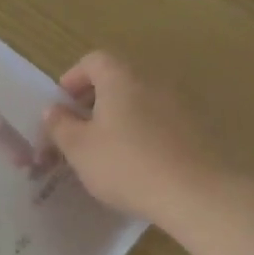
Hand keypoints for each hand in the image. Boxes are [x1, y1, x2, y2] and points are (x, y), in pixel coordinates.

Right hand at [43, 51, 212, 225]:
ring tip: (108, 149)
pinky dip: (145, 132)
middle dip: (95, 100)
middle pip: (118, 78)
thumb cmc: (127, 165)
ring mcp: (180, 103)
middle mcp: (153, 80)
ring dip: (121, 117)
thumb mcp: (79, 149)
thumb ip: (61, 125)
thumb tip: (54, 109)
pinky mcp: (199, 127)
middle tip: (80, 130)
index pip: (93, 60)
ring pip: (141, 100)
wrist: (198, 194)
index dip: (73, 79)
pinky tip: (139, 162)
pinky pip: (162, 120)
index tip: (62, 106)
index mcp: (121, 77)